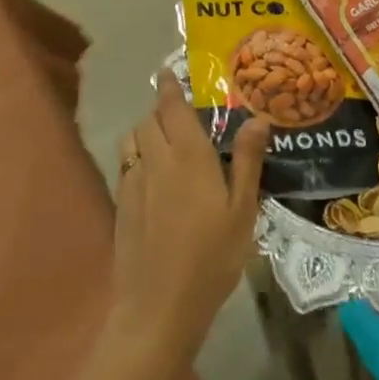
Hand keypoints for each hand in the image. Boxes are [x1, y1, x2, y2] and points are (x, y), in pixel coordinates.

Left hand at [108, 79, 269, 366]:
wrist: (158, 307)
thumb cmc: (211, 258)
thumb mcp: (242, 211)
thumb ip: (247, 161)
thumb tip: (257, 118)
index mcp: (188, 155)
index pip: (172, 107)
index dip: (169, 87)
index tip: (169, 72)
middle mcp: (156, 159)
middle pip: (148, 119)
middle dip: (160, 108)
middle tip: (178, 111)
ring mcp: (133, 183)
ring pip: (132, 139)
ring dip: (145, 130)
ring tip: (164, 139)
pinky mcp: (121, 205)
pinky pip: (126, 164)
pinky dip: (136, 155)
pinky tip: (152, 175)